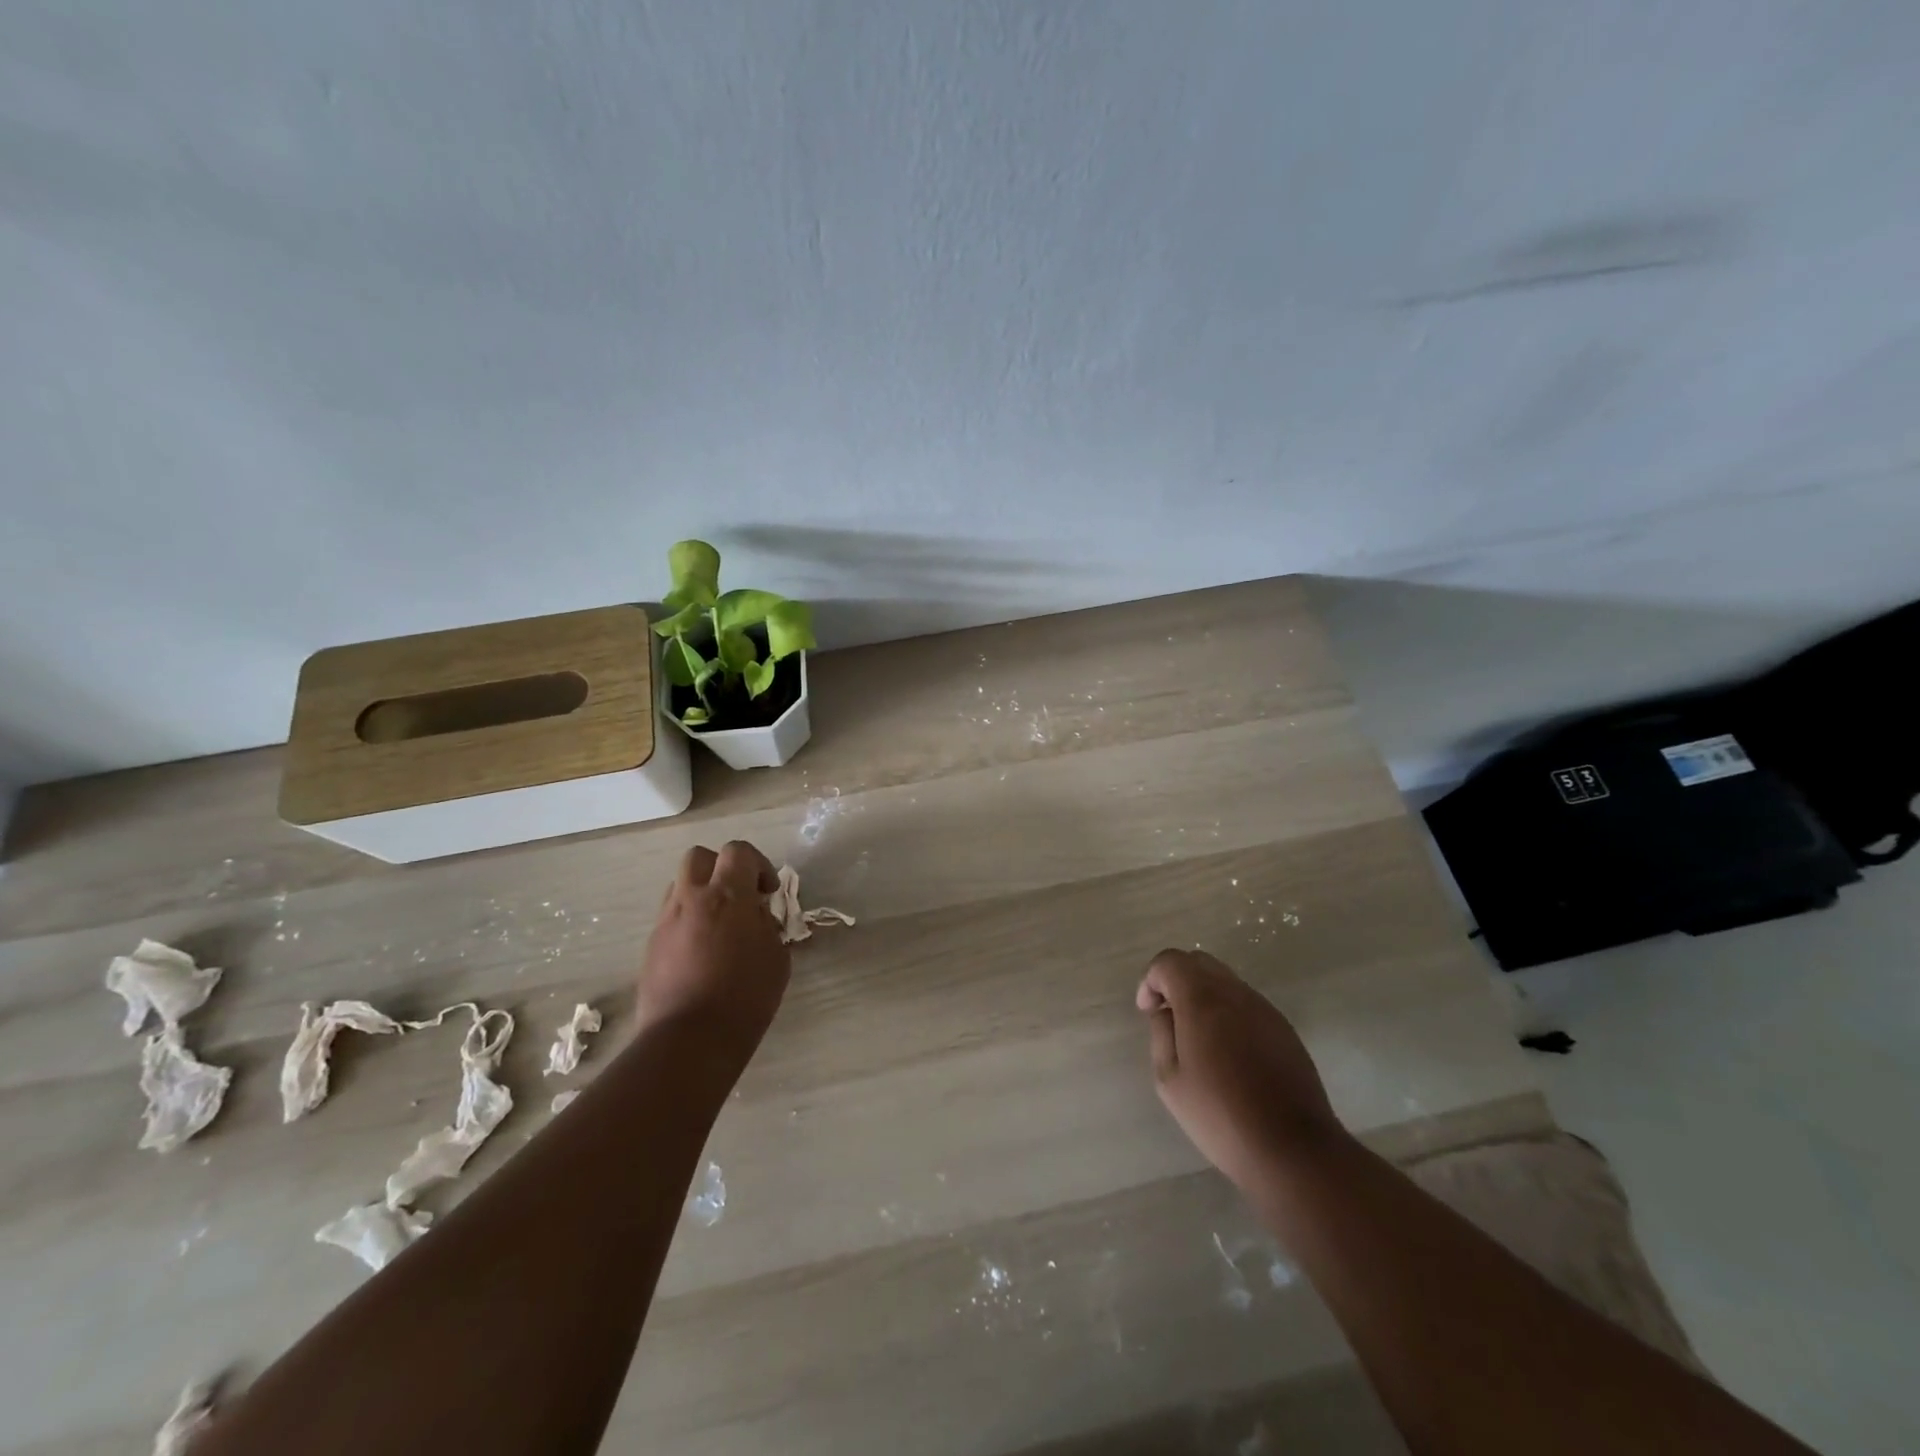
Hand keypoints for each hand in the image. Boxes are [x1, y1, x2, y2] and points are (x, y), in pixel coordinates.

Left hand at [638, 842, 789, 1054]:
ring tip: (718, 925)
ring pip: (681, 886)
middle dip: (721, 868)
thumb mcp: (776, 958)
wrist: (689, 1040)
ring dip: (701, 894)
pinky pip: (671, 918)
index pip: (738, 851)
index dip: (758, 864)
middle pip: (700, 856)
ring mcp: (666, 922)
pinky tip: (701, 953)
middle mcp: (692, 899)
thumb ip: (767, 926)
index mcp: (728, 896)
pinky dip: (688, 922)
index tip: (768, 892)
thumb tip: (756, 916)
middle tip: (738, 897)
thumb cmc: (745, 997)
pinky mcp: (651, 946)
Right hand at [1137, 948, 1345, 1188]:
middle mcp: (1235, 993)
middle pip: (1199, 962)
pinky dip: (1228, 1013)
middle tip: (1168, 1017)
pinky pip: (1247, 1004)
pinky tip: (1229, 1054)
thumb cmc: (1221, 1115)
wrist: (1293, 1148)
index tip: (1148, 1011)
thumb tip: (1166, 1012)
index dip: (1151, 980)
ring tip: (1198, 1038)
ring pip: (1226, 982)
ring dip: (1204, 996)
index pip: (1170, 962)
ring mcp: (1265, 1009)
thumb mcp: (1170, 1080)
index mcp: (1202, 999)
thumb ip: (1161, 1034)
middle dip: (1177, 980)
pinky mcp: (1284, 1029)